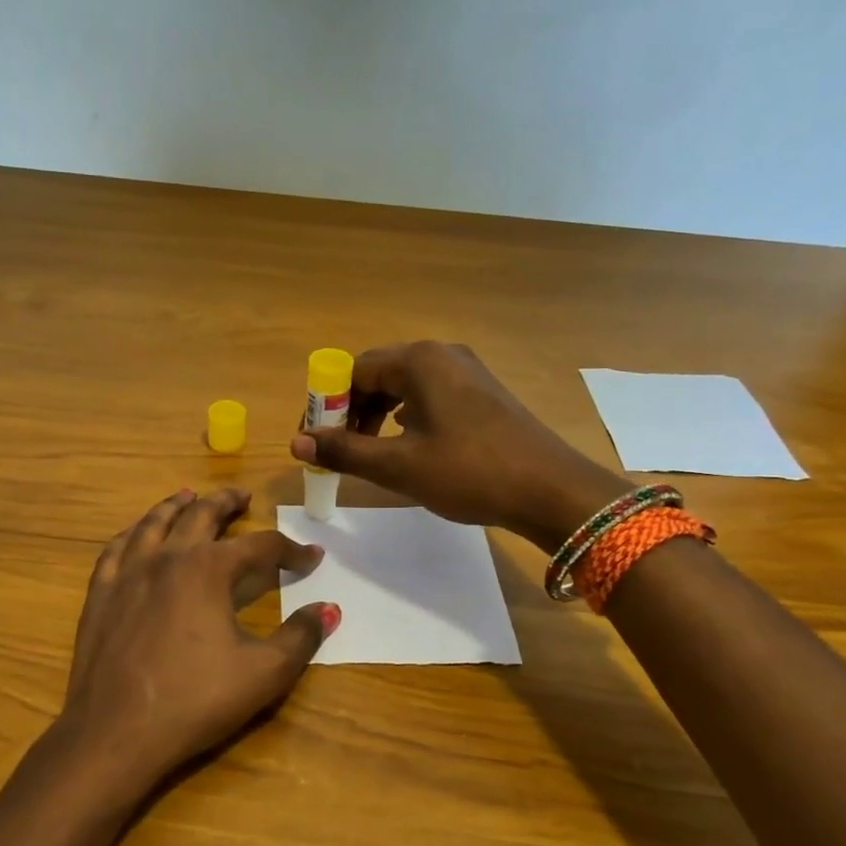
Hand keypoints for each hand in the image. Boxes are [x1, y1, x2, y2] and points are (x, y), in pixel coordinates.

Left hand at [46, 487, 338, 804]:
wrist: (115, 732)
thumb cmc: (195, 700)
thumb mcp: (264, 673)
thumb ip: (300, 637)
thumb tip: (329, 609)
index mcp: (208, 569)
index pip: (260, 546)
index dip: (290, 550)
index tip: (311, 557)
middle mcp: (167, 557)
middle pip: (200, 515)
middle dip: (226, 502)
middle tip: (242, 497)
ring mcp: (127, 572)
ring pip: (154, 522)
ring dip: (177, 505)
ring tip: (189, 497)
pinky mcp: (100, 594)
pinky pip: (116, 548)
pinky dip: (134, 533)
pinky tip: (137, 535)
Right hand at [288, 340, 625, 551]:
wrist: (550, 490)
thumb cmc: (469, 472)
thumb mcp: (398, 465)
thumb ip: (344, 451)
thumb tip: (295, 442)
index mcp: (419, 360)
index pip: (354, 370)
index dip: (327, 405)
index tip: (316, 440)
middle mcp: (441, 355)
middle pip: (378, 374)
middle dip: (351, 411)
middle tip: (338, 451)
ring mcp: (467, 372)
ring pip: (404, 386)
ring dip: (377, 416)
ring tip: (367, 453)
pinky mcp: (482, 394)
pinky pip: (429, 396)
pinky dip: (405, 418)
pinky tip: (405, 446)